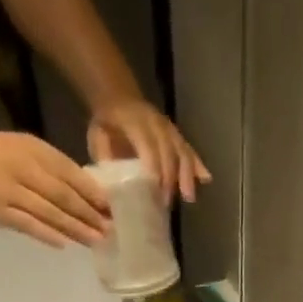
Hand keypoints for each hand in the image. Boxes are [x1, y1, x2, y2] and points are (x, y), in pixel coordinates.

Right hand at [0, 130, 110, 247]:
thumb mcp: (25, 148)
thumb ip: (53, 167)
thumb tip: (89, 194)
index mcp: (33, 150)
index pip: (69, 172)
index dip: (92, 191)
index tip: (111, 208)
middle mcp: (23, 169)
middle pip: (62, 195)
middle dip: (88, 214)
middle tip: (110, 229)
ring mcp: (9, 192)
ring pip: (48, 212)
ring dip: (74, 228)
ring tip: (95, 240)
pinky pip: (27, 225)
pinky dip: (47, 234)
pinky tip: (64, 244)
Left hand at [88, 99, 210, 202]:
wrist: (118, 98)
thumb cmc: (107, 124)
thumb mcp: (97, 137)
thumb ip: (105, 158)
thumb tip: (111, 186)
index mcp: (134, 121)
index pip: (148, 145)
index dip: (154, 168)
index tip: (155, 192)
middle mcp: (155, 122)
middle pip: (169, 151)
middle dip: (170, 178)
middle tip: (167, 203)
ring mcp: (168, 128)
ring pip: (182, 150)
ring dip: (187, 175)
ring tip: (189, 197)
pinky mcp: (176, 134)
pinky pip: (189, 149)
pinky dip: (198, 165)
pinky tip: (206, 179)